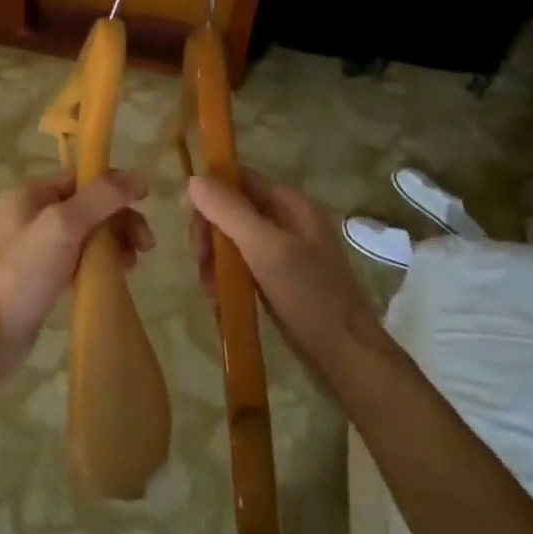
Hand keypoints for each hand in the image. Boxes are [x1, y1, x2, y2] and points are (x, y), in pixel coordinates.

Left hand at [0, 171, 153, 374]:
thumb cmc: (23, 274)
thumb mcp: (62, 226)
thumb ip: (101, 198)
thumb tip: (141, 174)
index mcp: (30, 194)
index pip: (83, 177)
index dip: (116, 187)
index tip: (147, 204)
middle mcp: (31, 215)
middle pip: (90, 206)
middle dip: (120, 221)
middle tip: (146, 245)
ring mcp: (36, 247)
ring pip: (88, 234)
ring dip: (115, 243)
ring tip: (131, 265)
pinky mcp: (43, 276)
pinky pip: (80, 259)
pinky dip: (100, 263)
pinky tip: (115, 276)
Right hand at [186, 169, 385, 374]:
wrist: (345, 354)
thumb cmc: (309, 296)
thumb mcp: (266, 249)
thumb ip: (230, 212)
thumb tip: (194, 180)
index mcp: (293, 206)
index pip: (243, 180)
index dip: (212, 191)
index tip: (187, 217)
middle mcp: (289, 223)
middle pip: (234, 211)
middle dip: (211, 233)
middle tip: (199, 261)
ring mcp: (285, 253)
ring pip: (234, 242)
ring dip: (215, 260)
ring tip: (211, 288)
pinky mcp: (279, 280)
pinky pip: (242, 267)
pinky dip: (227, 279)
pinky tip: (220, 299)